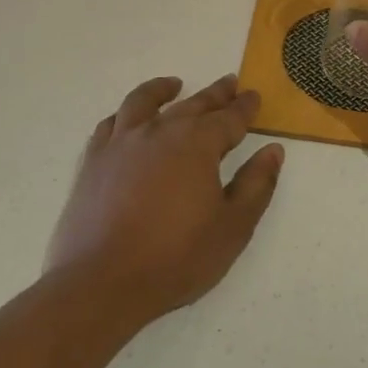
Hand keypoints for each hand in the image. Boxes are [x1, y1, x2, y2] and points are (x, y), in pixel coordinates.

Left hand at [48, 75, 284, 325]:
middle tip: (229, 84)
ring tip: (174, 84)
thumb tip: (273, 150)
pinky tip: (128, 119)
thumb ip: (256, 185)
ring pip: (144, 102)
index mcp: (198, 144)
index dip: (245, 107)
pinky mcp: (94, 161)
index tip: (254, 96)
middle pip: (193, 104)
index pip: (229, 117)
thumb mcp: (233, 227)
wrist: (101, 283)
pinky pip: (110, 124)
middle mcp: (160, 131)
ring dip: (163, 90)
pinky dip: (124, 115)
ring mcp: (122, 143)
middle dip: (215, 94)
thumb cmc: (176, 258)